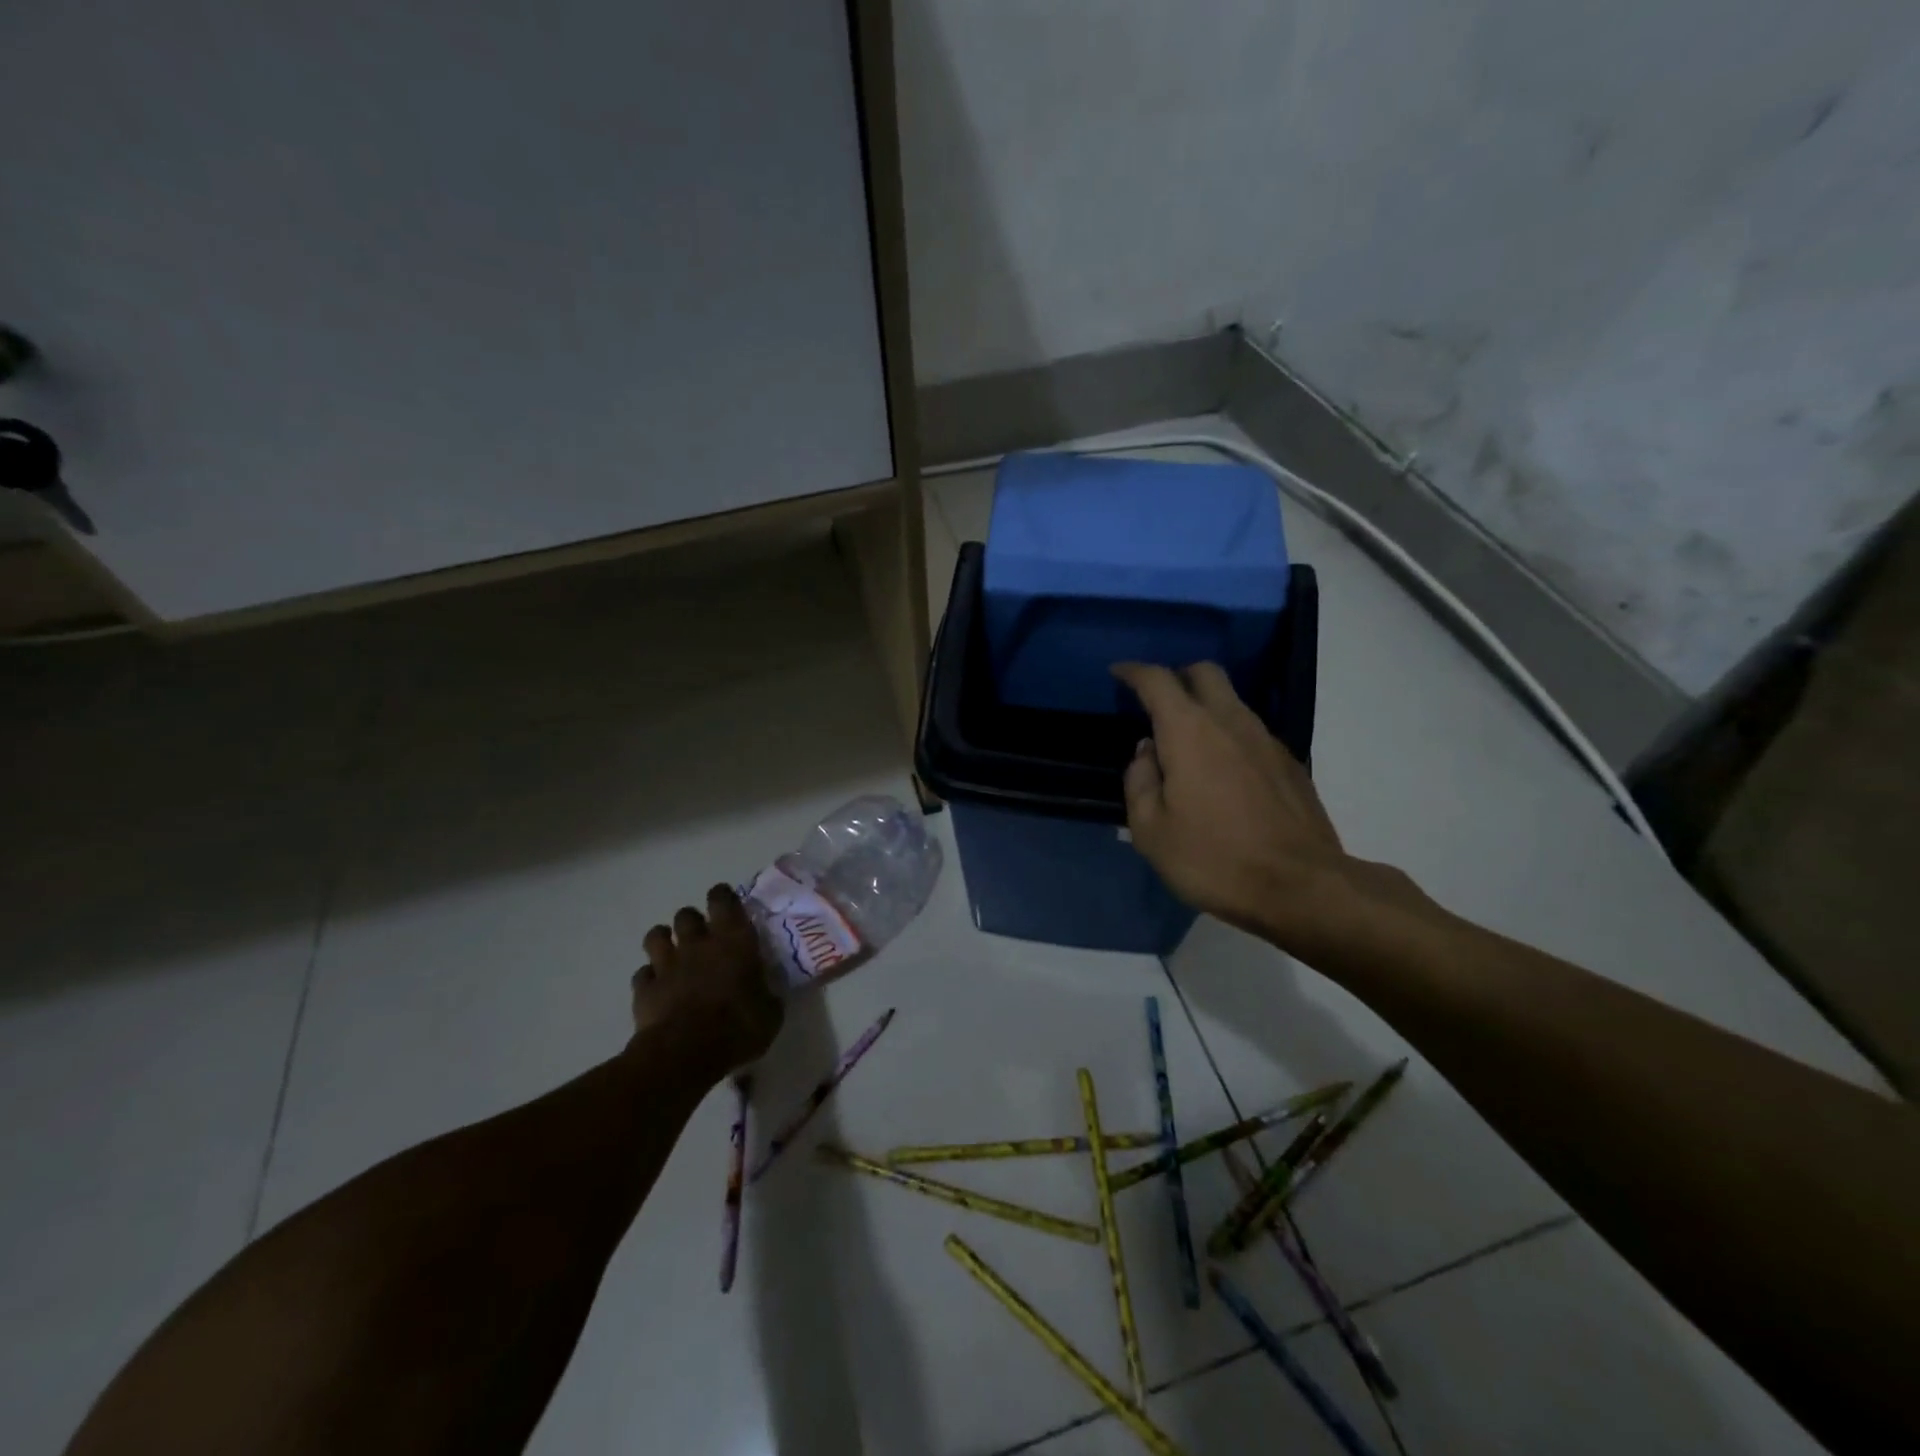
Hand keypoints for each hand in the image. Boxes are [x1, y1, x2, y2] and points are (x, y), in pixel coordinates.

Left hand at [634, 884, 783, 1073]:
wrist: (687, 1053)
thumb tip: (768, 994)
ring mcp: (667, 965)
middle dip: (692, 922)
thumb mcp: (770, 1013)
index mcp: (733, 941)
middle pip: (686, 914)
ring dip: (664, 941)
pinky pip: (642, 974)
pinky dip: (649, 978)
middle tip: (702, 938)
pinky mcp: (644, 989)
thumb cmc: (738, 1027)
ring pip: (655, 936)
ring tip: (673, 954)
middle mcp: (697, 944)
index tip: (726, 904)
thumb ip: (768, 995)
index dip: (722, 897)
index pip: (723, 899)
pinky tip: (658, 989)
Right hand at [1113, 661, 1355, 946]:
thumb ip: (1139, 782)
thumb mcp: (1151, 831)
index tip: (1118, 673)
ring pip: (1232, 700)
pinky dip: (1229, 735)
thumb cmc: (1214, 859)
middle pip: (1205, 673)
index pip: (1158, 680)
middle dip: (1177, 676)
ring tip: (1187, 742)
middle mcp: (1231, 722)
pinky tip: (1222, 772)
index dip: (1134, 672)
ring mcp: (1267, 740)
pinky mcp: (1289, 763)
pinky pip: (1251, 732)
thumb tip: (1147, 753)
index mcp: (1189, 731)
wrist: (1301, 887)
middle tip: (1157, 700)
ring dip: (1205, 706)